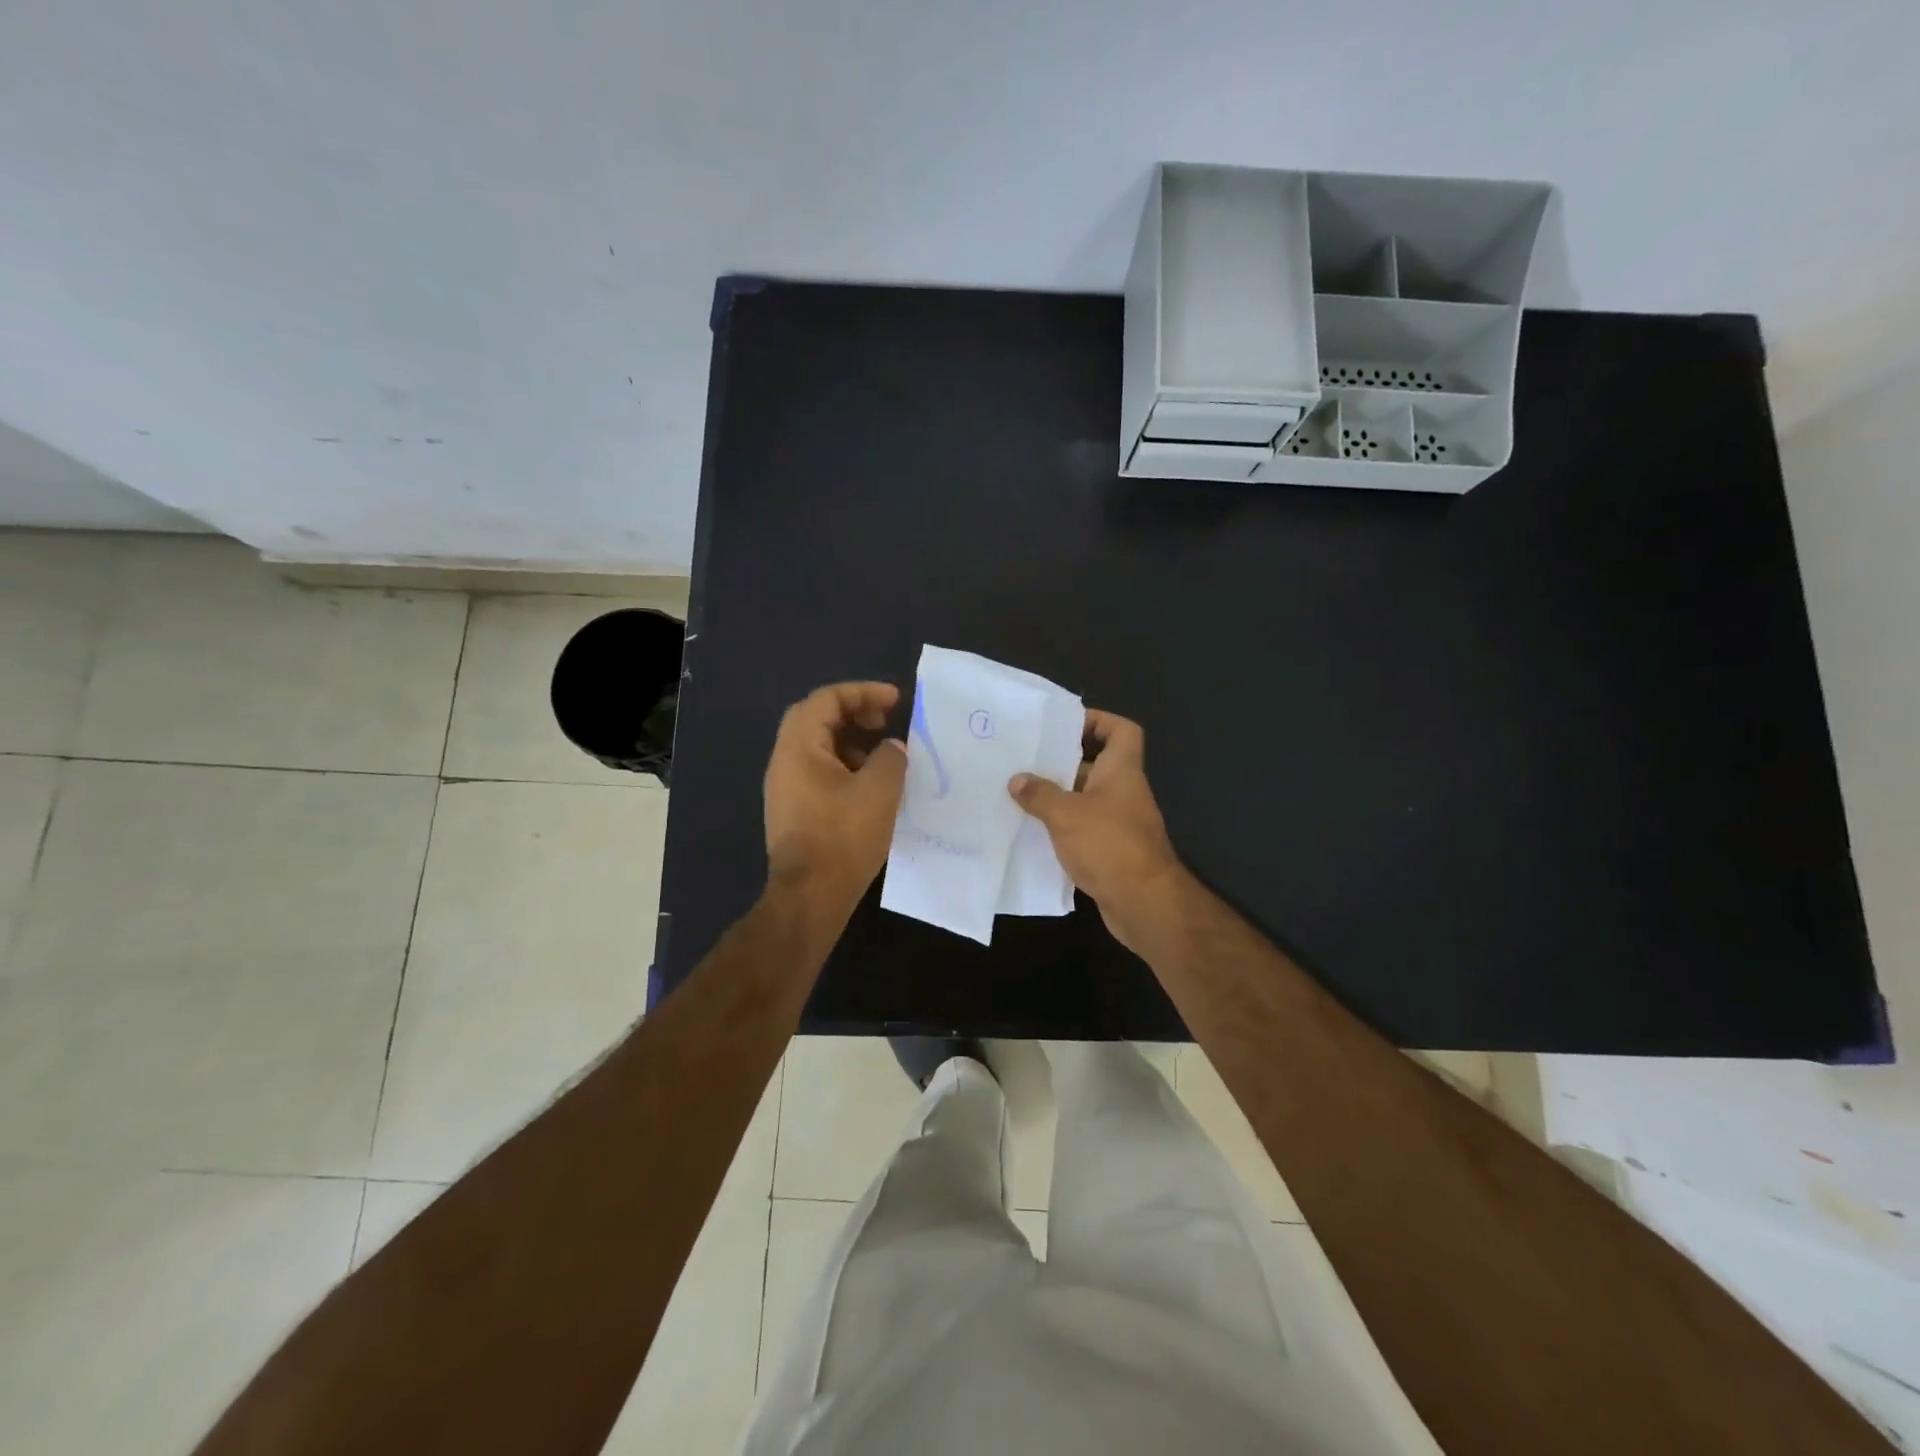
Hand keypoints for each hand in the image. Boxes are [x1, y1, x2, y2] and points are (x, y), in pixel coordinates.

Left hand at [764, 682, 907, 903]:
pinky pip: (818, 772)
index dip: (862, 692)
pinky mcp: (794, 810)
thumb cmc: (843, 837)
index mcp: (798, 748)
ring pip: (817, 747)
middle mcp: (785, 762)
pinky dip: (845, 766)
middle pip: (815, 718)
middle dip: (853, 712)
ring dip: (850, 741)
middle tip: (884, 720)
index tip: (895, 700)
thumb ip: (890, 758)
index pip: (826, 700)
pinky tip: (869, 786)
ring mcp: (786, 788)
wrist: (810, 897)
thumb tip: (892, 749)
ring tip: (882, 755)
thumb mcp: (879, 791)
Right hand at [1008, 709, 1187, 952]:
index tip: (1064, 726)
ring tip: (1020, 794)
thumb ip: (1040, 794)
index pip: (1121, 730)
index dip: (1098, 720)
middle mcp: (1124, 792)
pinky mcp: (1112, 851)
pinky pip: (1084, 828)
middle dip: (1063, 762)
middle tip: (1026, 761)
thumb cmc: (1108, 844)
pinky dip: (1062, 828)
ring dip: (1058, 797)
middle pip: (1096, 764)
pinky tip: (1032, 831)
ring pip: (1086, 799)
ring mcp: (1120, 823)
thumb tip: (1017, 780)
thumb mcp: (1066, 814)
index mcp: (1122, 771)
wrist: (1143, 903)